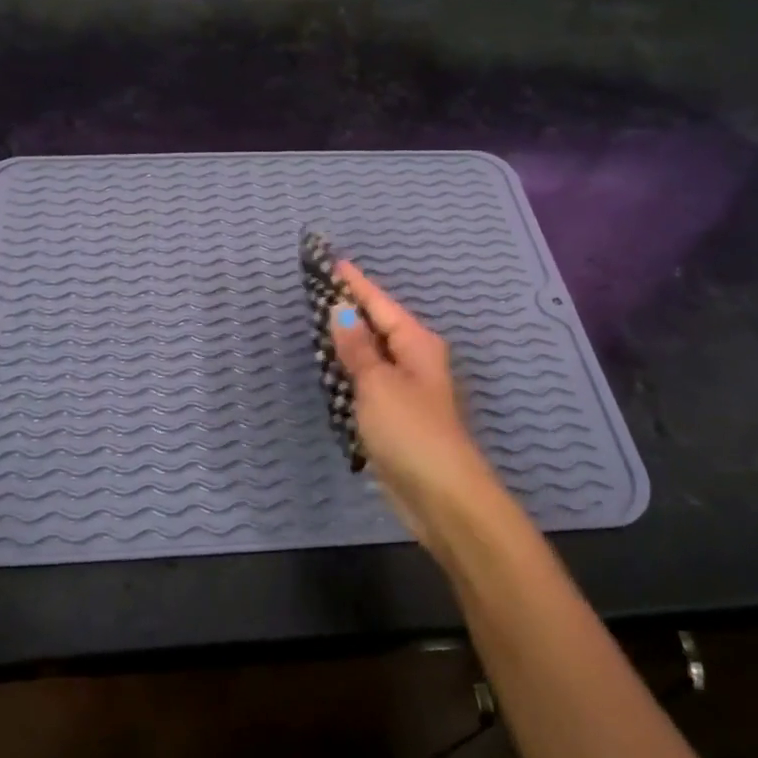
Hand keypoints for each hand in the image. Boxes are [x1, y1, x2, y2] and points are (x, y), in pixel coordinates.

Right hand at [329, 262, 503, 546]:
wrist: (441, 496)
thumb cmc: (410, 431)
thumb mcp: (378, 383)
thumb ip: (357, 348)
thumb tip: (340, 311)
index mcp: (416, 344)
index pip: (379, 304)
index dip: (355, 284)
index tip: (333, 261)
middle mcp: (415, 361)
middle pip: (377, 326)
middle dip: (350, 309)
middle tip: (317, 289)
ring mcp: (406, 391)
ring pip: (372, 355)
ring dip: (348, 342)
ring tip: (317, 322)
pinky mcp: (395, 418)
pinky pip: (368, 383)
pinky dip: (350, 373)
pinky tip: (331, 369)